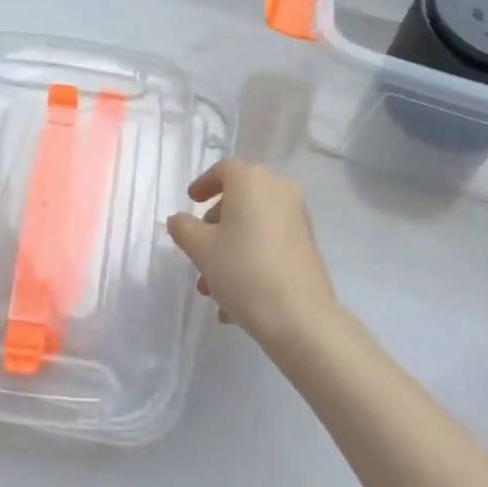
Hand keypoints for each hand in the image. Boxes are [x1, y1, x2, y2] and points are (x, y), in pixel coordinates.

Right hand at [167, 160, 337, 351]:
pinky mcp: (307, 244)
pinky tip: (236, 299)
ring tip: (213, 290)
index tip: (191, 202)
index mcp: (252, 179)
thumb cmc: (244, 270)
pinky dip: (251, 259)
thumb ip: (183, 228)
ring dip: (229, 250)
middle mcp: (279, 189)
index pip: (224, 170)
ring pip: (253, 226)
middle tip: (198, 254)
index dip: (203, 184)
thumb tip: (179, 220)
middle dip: (214, 227)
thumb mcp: (201, 249)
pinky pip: (270, 243)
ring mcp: (297, 217)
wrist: (301, 317)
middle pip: (239, 199)